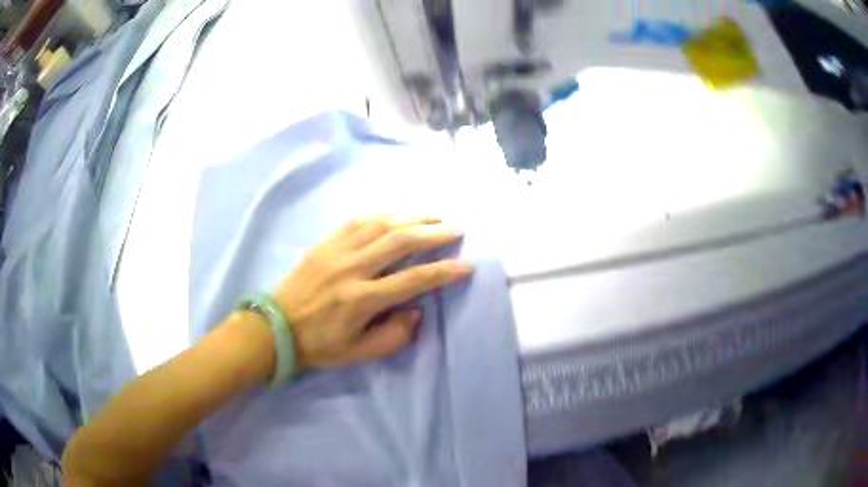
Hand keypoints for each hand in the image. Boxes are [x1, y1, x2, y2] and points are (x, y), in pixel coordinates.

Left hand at [272, 215, 472, 369]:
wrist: (276, 327)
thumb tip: (416, 310)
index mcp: (361, 299)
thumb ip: (393, 336)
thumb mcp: (358, 353)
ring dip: (411, 216)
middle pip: (400, 241)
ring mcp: (337, 251)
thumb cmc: (319, 344)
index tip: (466, 265)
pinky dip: (382, 213)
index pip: (413, 279)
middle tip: (455, 228)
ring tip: (433, 214)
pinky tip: (397, 211)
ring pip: (380, 224)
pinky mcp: (326, 243)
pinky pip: (357, 220)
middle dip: (433, 232)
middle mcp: (352, 268)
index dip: (443, 271)